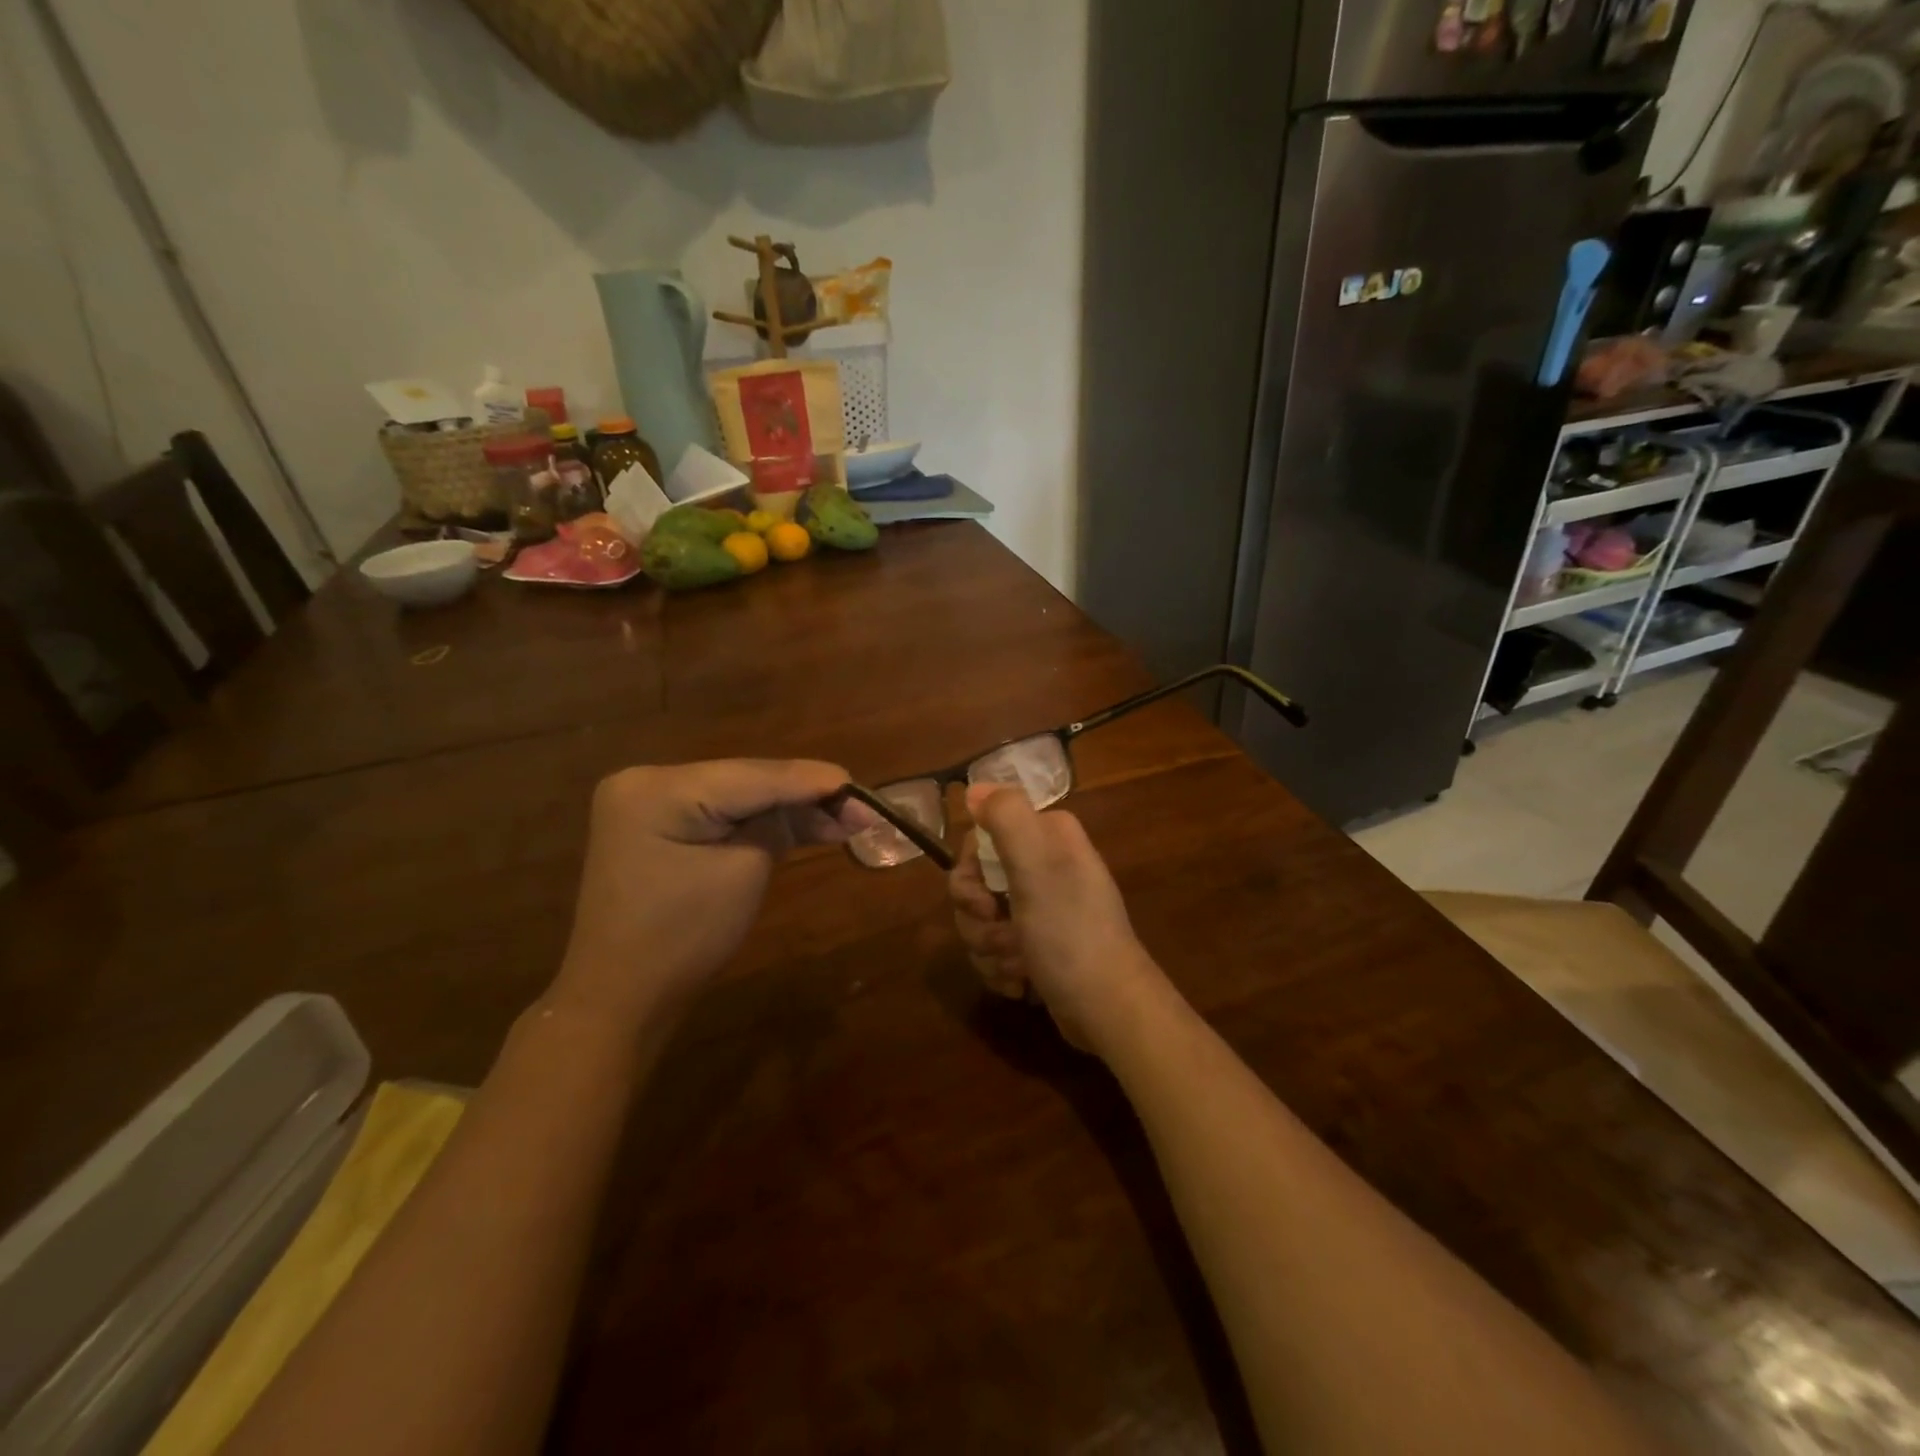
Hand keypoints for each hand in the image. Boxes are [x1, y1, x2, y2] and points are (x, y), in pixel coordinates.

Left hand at [553, 760, 861, 1026]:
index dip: (811, 781)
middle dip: (805, 796)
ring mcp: (649, 803)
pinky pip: (720, 814)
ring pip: (738, 797)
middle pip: (745, 781)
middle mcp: (647, 781)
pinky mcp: (658, 825)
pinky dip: (759, 823)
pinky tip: (808, 826)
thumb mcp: (742, 873)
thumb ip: (778, 823)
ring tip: (847, 819)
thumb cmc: (682, 939)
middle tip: (861, 808)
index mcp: (657, 789)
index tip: (860, 788)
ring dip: (788, 810)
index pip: (751, 777)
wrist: (622, 998)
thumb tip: (819, 798)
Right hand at [948, 784, 1162, 1051]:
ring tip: (1020, 965)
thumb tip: (976, 788)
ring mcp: (1041, 908)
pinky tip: (1023, 982)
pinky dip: (1001, 968)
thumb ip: (1006, 817)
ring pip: (979, 919)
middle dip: (977, 918)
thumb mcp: (1037, 867)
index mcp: (1047, 837)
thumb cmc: (1070, 933)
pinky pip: (993, 949)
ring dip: (989, 948)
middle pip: (975, 882)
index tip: (982, 898)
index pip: (980, 838)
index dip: (969, 872)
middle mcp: (1045, 865)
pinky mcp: (1037, 945)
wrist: (1107, 1008)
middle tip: (1002, 935)